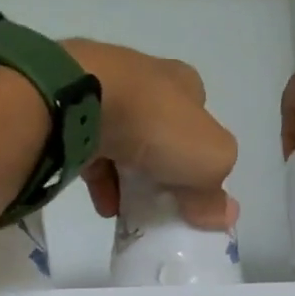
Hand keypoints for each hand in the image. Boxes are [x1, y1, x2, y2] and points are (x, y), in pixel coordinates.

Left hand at [65, 40, 239, 230]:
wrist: (83, 102)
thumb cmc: (158, 125)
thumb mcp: (209, 161)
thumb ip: (216, 190)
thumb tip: (223, 215)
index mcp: (183, 82)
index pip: (199, 118)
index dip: (200, 154)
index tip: (194, 187)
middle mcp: (145, 79)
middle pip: (160, 131)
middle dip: (162, 167)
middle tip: (162, 201)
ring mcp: (104, 92)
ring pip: (123, 141)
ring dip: (128, 177)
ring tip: (129, 211)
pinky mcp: (71, 111)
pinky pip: (90, 150)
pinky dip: (100, 177)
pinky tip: (104, 204)